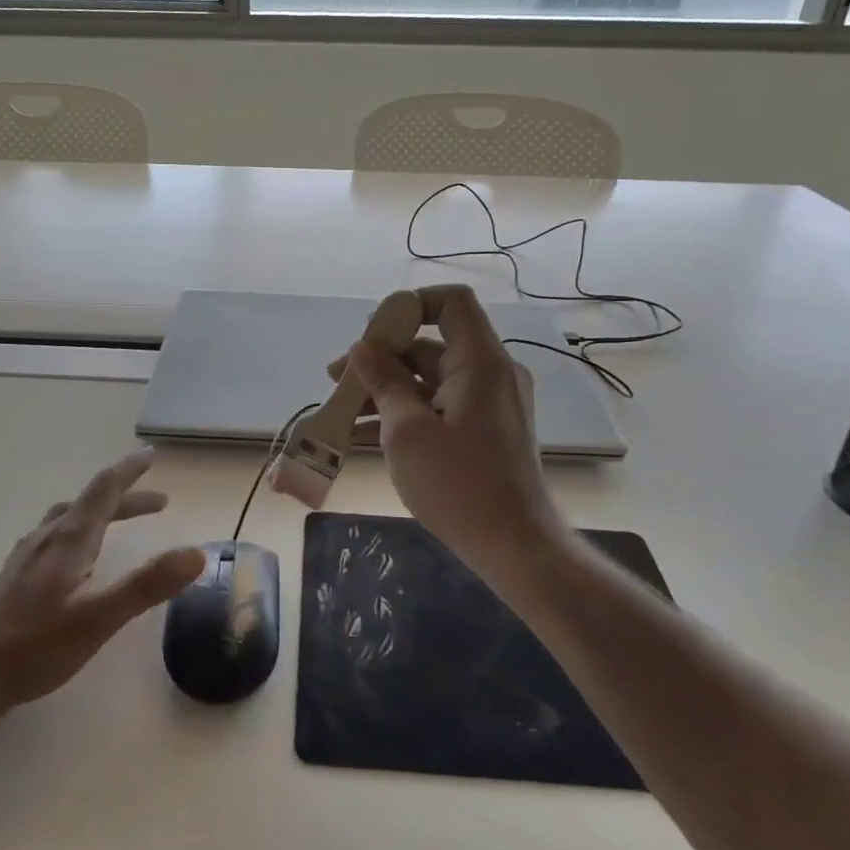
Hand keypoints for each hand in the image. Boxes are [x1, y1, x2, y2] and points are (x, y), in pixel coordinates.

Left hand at [0, 448, 205, 725]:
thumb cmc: (34, 646)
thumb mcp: (99, 618)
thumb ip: (147, 585)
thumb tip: (197, 554)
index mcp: (68, 540)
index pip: (104, 490)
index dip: (129, 471)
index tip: (151, 454)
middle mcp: (46, 539)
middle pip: (90, 504)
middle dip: (125, 498)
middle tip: (158, 502)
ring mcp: (25, 557)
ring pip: (68, 520)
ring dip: (100, 513)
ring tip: (117, 521)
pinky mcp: (14, 578)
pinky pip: (54, 537)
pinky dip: (78, 531)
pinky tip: (73, 557)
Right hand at [343, 286, 570, 580]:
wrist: (514, 546)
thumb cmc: (459, 485)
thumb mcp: (407, 430)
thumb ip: (383, 382)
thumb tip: (362, 350)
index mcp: (480, 362)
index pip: (450, 302)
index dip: (408, 307)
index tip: (370, 338)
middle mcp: (488, 374)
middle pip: (429, 344)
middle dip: (379, 359)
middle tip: (335, 381)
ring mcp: (486, 404)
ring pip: (427, 380)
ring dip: (383, 392)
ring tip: (338, 413)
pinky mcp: (481, 431)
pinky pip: (437, 407)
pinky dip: (402, 414)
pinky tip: (360, 436)